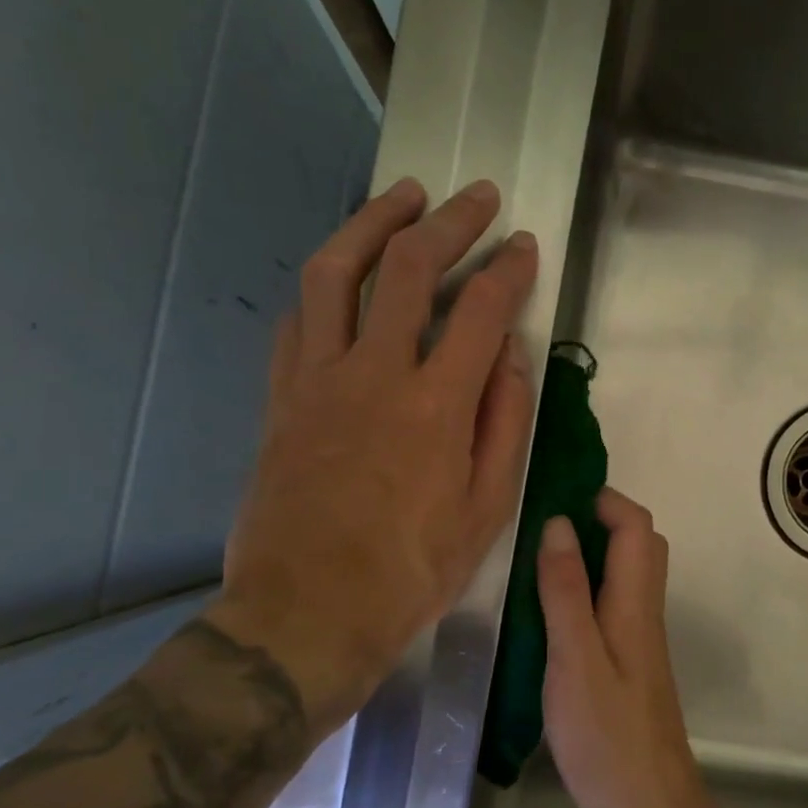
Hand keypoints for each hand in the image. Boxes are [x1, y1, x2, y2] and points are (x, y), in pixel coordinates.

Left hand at [209, 178, 537, 732]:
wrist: (308, 611)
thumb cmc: (412, 570)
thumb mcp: (487, 508)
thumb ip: (505, 423)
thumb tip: (510, 355)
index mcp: (436, 405)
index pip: (481, 310)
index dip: (509, 268)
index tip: (525, 245)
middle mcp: (374, 373)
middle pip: (409, 268)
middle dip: (450, 222)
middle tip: (476, 197)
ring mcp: (318, 379)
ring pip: (336, 272)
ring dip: (373, 222)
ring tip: (403, 196)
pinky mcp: (282, 396)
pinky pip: (298, 318)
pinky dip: (324, 282)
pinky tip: (343, 270)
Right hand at [538, 488, 721, 807]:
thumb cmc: (607, 739)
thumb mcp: (575, 661)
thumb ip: (565, 593)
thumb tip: (558, 523)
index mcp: (634, 604)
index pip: (635, 526)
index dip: (602, 499)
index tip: (553, 493)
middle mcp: (642, 612)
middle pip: (636, 544)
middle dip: (595, 518)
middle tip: (538, 523)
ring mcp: (637, 639)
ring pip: (622, 574)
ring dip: (587, 552)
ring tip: (533, 555)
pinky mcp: (626, 663)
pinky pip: (609, 604)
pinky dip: (582, 588)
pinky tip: (545, 608)